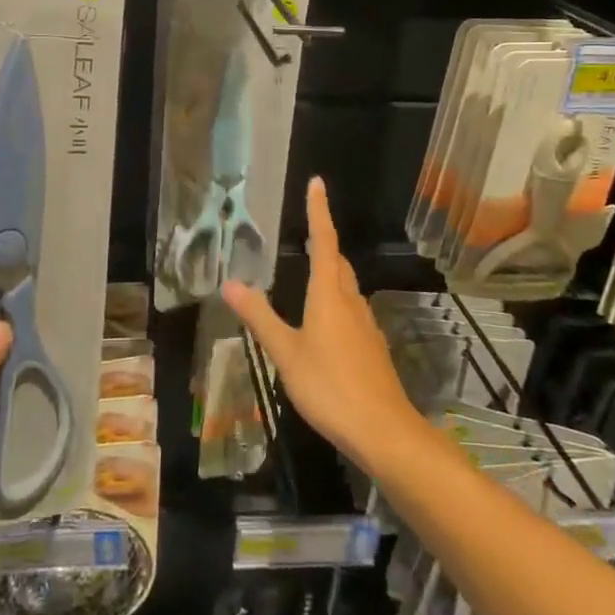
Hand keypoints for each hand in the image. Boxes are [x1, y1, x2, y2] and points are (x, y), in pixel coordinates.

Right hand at [221, 177, 422, 474]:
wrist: (384, 432)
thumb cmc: (330, 386)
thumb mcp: (286, 352)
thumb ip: (260, 316)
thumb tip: (230, 282)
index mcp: (329, 295)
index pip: (323, 241)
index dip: (318, 211)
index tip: (317, 183)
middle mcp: (351, 302)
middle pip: (338, 263)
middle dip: (324, 244)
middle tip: (307, 232)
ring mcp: (365, 326)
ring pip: (346, 289)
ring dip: (330, 275)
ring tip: (310, 276)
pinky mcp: (372, 349)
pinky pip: (351, 313)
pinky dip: (336, 304)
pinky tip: (324, 326)